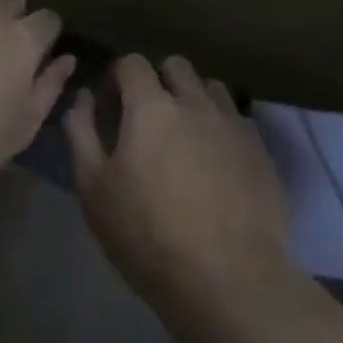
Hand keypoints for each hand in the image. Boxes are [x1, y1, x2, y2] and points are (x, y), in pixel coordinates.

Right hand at [65, 54, 292, 320]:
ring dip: (192, 99)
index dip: (116, 78)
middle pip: (175, 66)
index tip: (109, 106)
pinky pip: (236, 119)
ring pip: (210, 87)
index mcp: (151, 107)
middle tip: (146, 119)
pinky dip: (220, 127)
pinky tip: (214, 162)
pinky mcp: (261, 151)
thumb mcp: (93, 187)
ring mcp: (234, 125)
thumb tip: (83, 97)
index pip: (132, 63)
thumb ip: (81, 131)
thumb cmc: (147, 233)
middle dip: (156, 81)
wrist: (228, 278)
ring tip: (183, 137)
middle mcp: (196, 103)